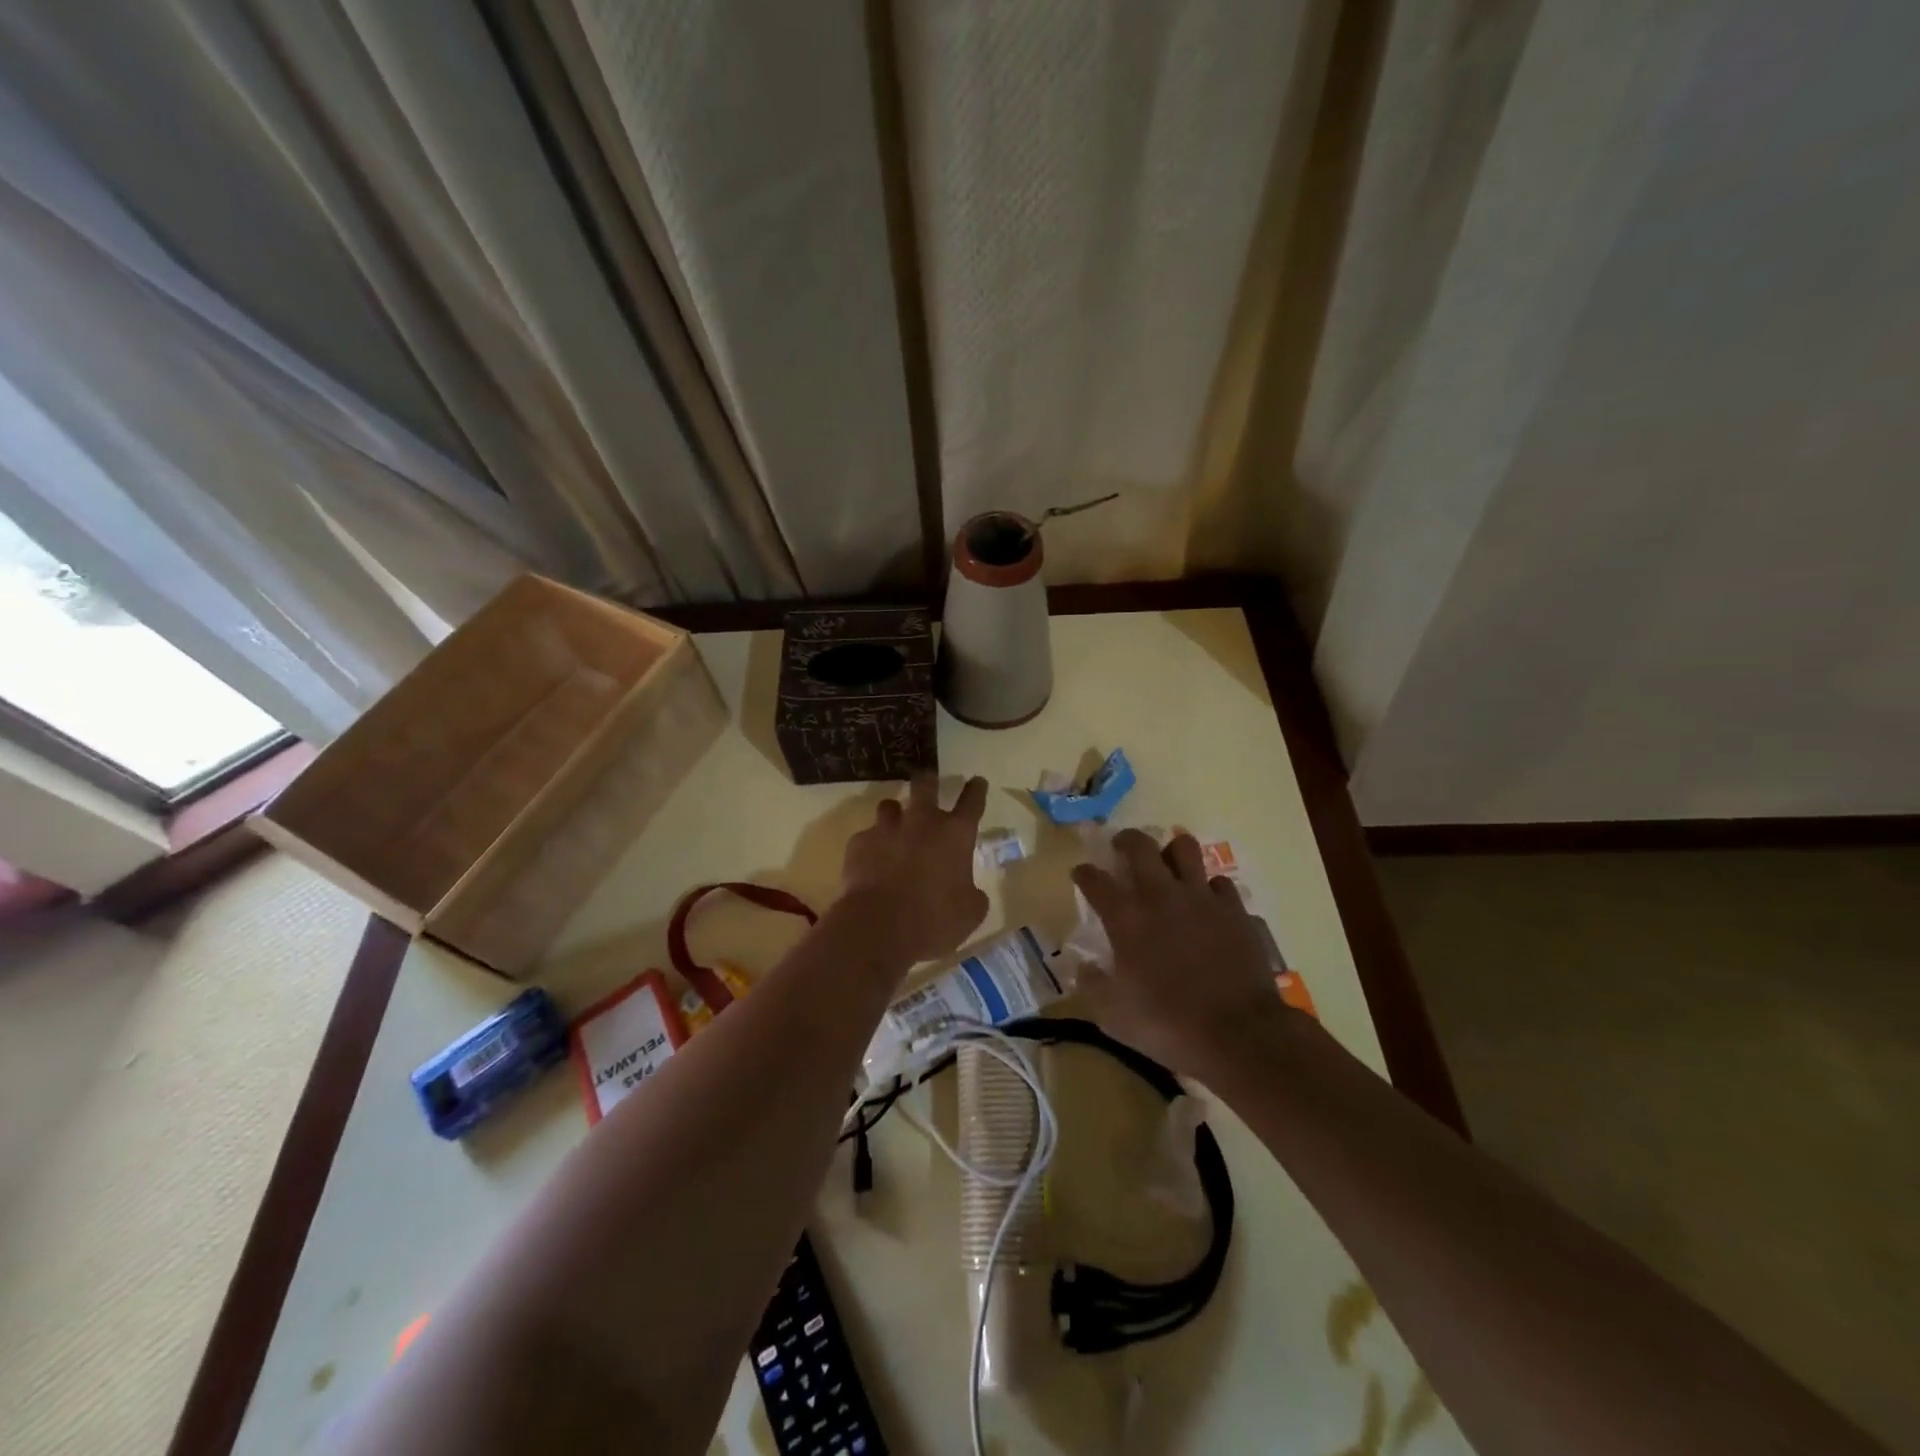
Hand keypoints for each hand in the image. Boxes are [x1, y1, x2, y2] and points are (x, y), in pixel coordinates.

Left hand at [839, 774, 989, 966]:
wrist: (879, 926)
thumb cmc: (934, 920)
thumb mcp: (970, 913)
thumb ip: (972, 895)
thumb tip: (969, 891)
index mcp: (956, 835)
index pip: (972, 801)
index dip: (976, 789)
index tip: (977, 781)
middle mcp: (922, 822)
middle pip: (925, 785)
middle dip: (929, 780)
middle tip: (929, 782)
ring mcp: (887, 829)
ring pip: (890, 805)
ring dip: (895, 813)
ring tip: (894, 826)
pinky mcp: (859, 842)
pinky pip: (866, 836)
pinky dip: (871, 846)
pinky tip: (870, 863)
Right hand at [1070, 830, 1288, 1076]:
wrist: (1239, 1034)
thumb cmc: (1168, 1025)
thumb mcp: (1112, 1015)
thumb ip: (1091, 985)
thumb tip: (1082, 966)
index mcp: (1126, 917)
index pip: (1095, 880)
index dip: (1084, 873)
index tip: (1081, 873)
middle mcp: (1161, 896)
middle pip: (1140, 845)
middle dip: (1126, 840)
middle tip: (1122, 848)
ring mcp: (1202, 898)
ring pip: (1185, 848)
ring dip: (1171, 852)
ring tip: (1167, 865)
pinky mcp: (1235, 910)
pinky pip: (1219, 883)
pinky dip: (1209, 888)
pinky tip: (1206, 903)